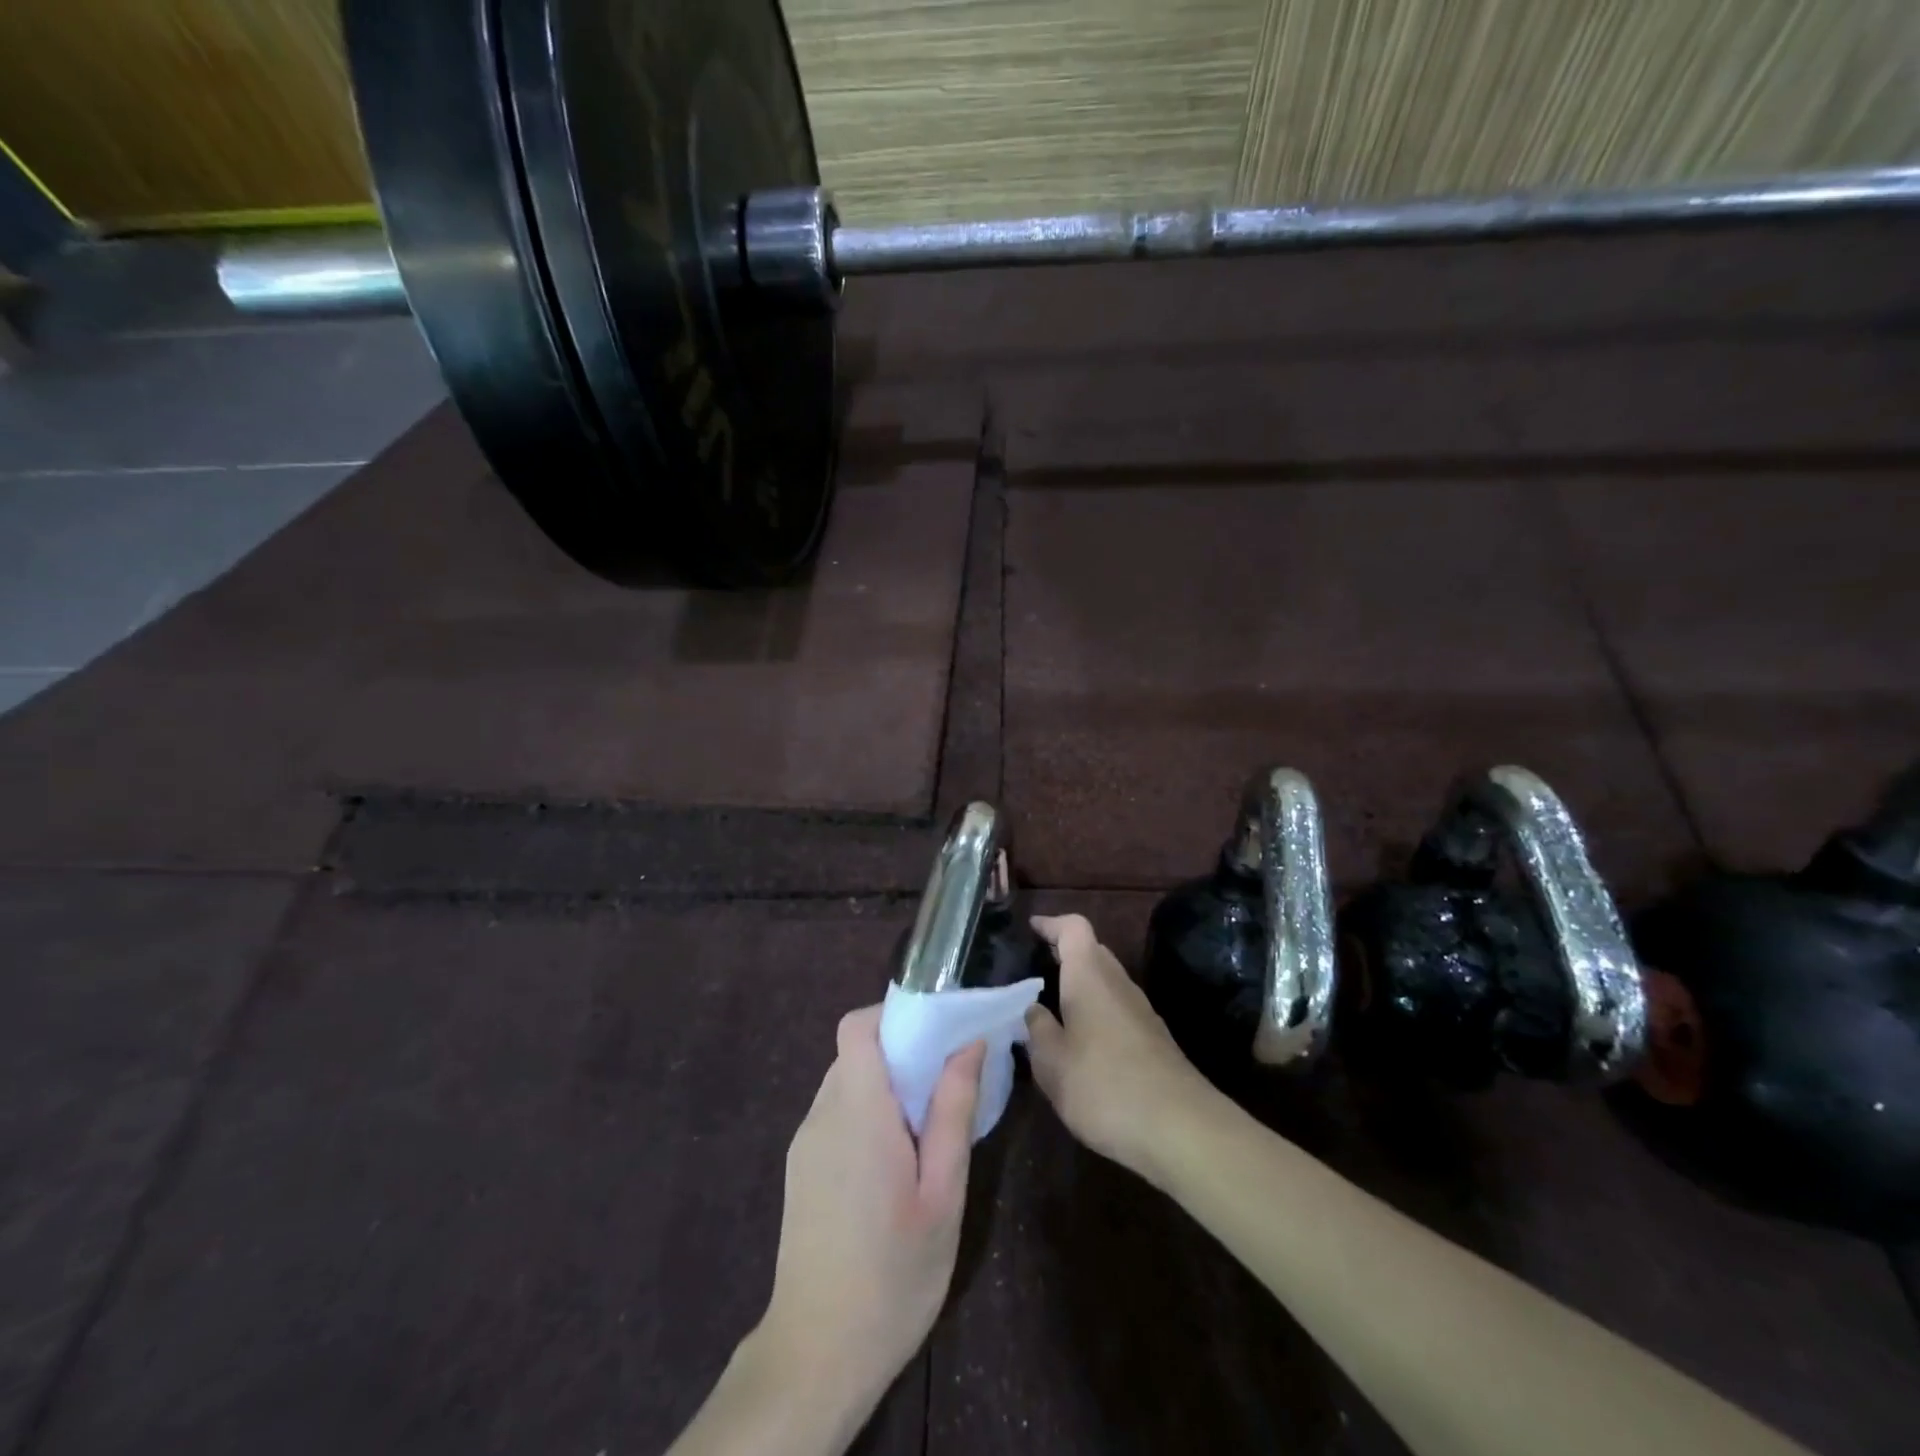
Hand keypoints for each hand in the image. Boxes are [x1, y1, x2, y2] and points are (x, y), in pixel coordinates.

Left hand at [757, 1005, 985, 1425]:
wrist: (817, 1355)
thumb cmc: (893, 1274)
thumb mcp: (942, 1194)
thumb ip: (953, 1111)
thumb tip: (969, 1044)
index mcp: (856, 1111)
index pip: (856, 1026)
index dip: (893, 1014)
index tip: (935, 1031)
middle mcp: (822, 1114)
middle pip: (855, 1052)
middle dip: (900, 1052)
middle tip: (946, 1082)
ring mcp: (805, 1143)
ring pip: (846, 1082)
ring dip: (885, 1085)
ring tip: (926, 1127)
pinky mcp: (801, 1168)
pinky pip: (836, 1114)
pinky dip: (866, 1113)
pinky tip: (894, 1162)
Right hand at [1024, 914, 1217, 1181]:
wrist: (1181, 1128)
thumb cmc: (1104, 1086)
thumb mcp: (1052, 1063)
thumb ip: (1038, 1030)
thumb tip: (1034, 1009)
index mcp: (1090, 976)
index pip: (1073, 928)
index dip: (1051, 924)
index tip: (1031, 928)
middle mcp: (1118, 983)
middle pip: (1093, 951)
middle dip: (1065, 953)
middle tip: (1036, 967)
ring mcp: (1141, 1010)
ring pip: (1107, 981)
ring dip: (1081, 984)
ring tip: (1053, 1006)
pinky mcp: (1154, 1038)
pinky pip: (1117, 1007)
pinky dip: (1097, 1010)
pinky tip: (1083, 1041)